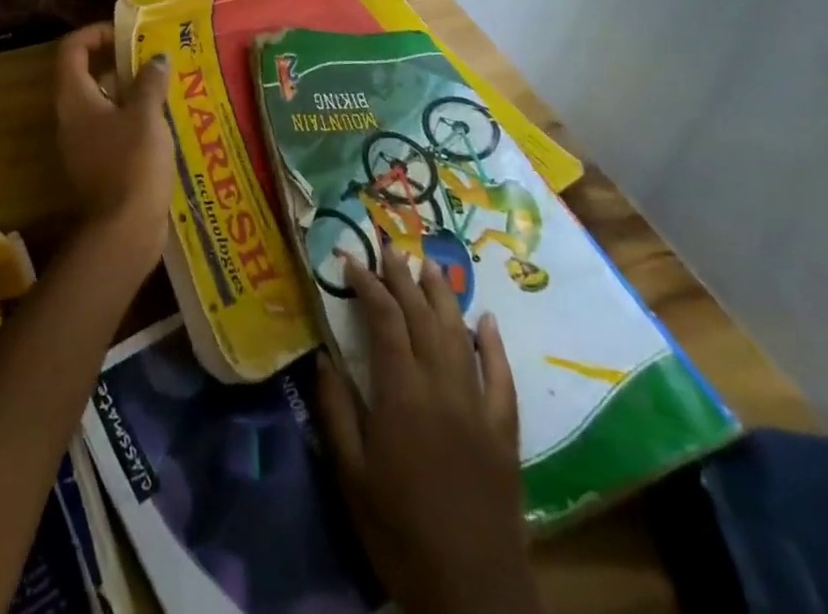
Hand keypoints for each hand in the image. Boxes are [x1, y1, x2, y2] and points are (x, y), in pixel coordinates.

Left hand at [52, 23, 173, 265]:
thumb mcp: (146, 116)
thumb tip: (156, 58)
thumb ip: (149, 82)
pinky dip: (133, 117)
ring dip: (130, 90)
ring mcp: (84, 142)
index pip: (72, 50)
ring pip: (103, 102)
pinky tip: (164, 120)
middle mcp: (72, 116)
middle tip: (153, 57)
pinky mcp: (99, 164)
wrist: (124, 230)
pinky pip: (113, 127)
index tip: (126, 33)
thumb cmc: (132, 163)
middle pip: (87, 74)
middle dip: (119, 61)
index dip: (95, 33)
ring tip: (165, 84)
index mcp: (75, 98)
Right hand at [316, 248, 539, 613]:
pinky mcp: (505, 434)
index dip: (368, 286)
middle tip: (389, 248)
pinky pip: (501, 378)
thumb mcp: (351, 475)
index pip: (385, 322)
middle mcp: (442, 389)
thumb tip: (323, 357)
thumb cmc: (400, 533)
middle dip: (404, 278)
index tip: (350, 261)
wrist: (474, 596)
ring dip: (444, 296)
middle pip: (423, 318)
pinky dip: (494, 345)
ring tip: (429, 265)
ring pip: (461, 336)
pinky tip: (486, 321)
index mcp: (402, 395)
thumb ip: (336, 410)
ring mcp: (478, 409)